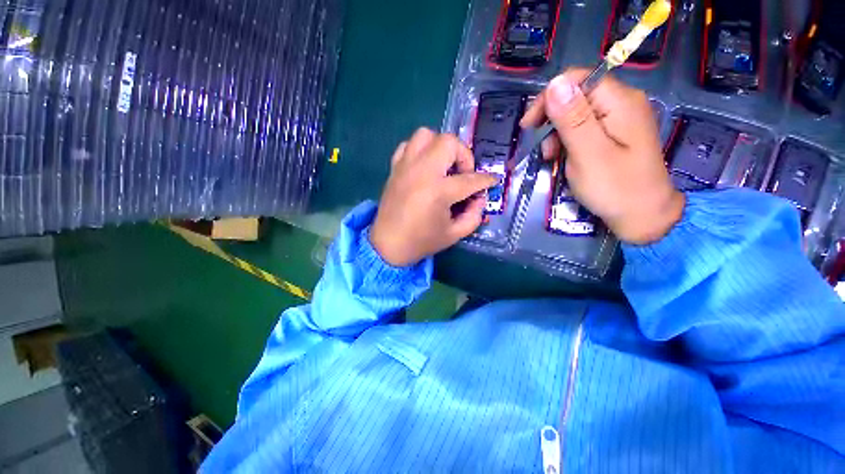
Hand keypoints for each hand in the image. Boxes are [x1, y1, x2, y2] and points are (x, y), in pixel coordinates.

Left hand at [370, 128, 497, 266]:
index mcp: (439, 191)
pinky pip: (408, 145)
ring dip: (440, 147)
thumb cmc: (422, 241)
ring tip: (443, 166)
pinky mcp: (395, 168)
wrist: (388, 244)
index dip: (486, 180)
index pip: (471, 179)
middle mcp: (422, 172)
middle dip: (463, 156)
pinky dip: (420, 150)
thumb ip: (474, 215)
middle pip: (448, 142)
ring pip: (426, 135)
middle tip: (463, 174)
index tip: (492, 181)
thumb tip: (480, 197)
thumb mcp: (455, 234)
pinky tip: (424, 167)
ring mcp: (406, 166)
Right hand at [521, 69, 683, 244]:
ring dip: (557, 133)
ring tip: (551, 158)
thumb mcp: (588, 154)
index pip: (577, 80)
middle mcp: (622, 102)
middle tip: (542, 150)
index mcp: (620, 102)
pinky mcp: (614, 133)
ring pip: (576, 113)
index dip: (548, 98)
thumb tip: (555, 83)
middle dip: (552, 120)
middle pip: (576, 95)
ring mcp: (619, 118)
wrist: (642, 215)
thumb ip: (573, 119)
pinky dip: (567, 140)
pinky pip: (583, 127)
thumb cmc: (615, 188)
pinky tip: (563, 157)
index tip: (529, 126)